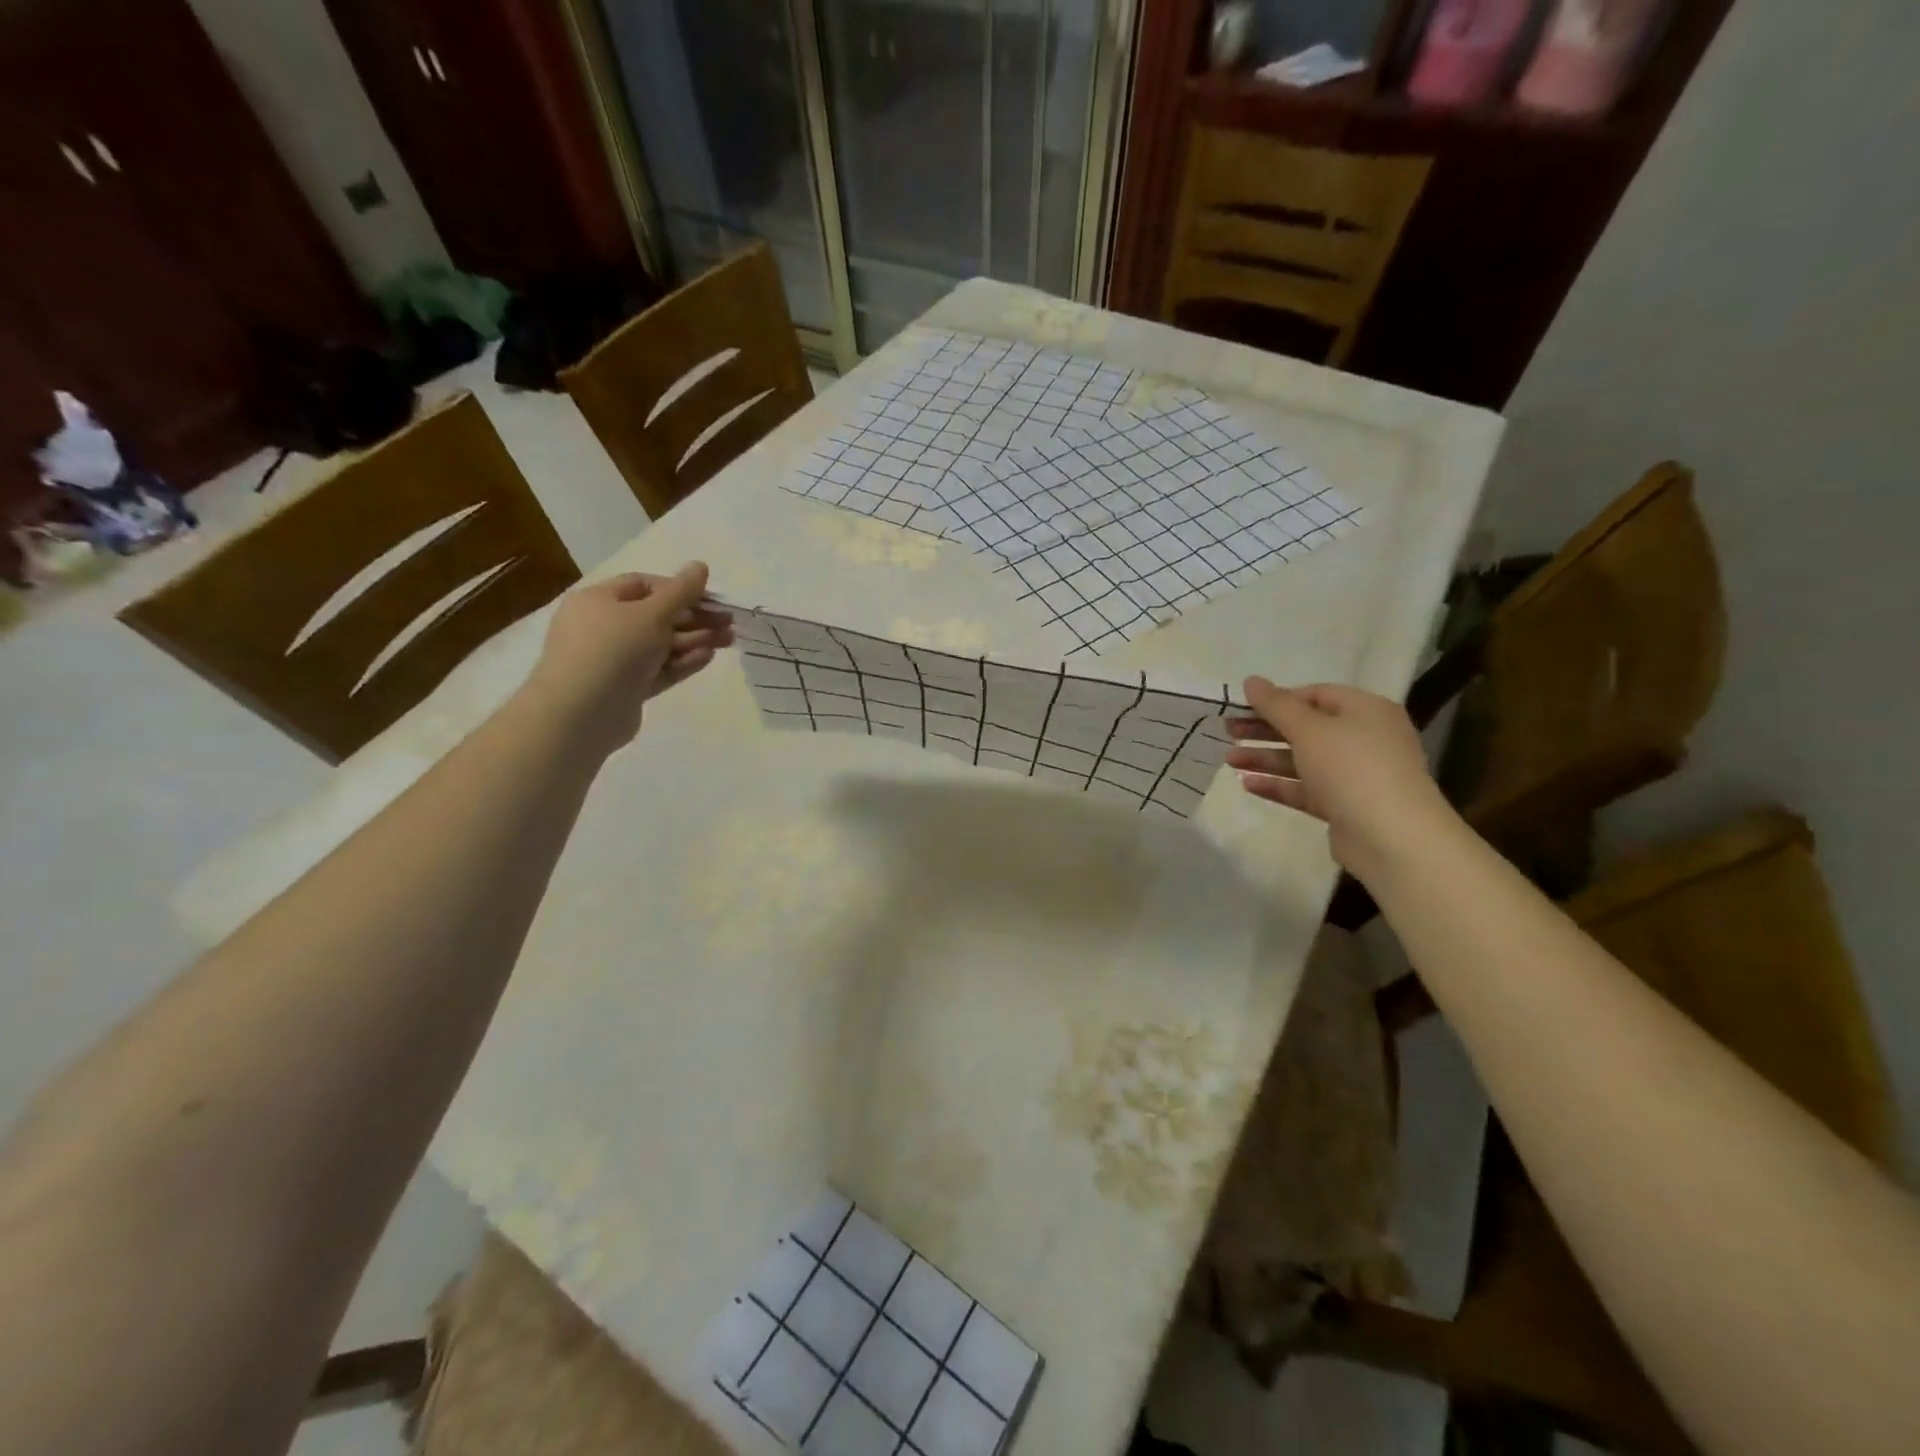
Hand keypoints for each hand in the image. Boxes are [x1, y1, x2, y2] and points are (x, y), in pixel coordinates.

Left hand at [521, 563, 733, 754]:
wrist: (581, 714)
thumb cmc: (613, 650)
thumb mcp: (652, 614)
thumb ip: (681, 591)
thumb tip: (700, 565)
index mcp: (598, 600)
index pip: (644, 585)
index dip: (679, 589)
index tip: (711, 599)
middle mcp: (603, 627)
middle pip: (656, 616)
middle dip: (695, 618)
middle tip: (728, 623)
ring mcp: (614, 660)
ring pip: (660, 645)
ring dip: (694, 640)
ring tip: (728, 641)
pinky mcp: (625, 688)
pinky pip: (657, 670)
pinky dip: (682, 662)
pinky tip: (707, 657)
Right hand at [1225, 676, 1455, 881]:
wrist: (1392, 837)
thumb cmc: (1352, 768)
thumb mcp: (1310, 729)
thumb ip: (1277, 705)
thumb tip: (1251, 680)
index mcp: (1365, 711)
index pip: (1317, 695)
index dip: (1279, 699)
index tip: (1244, 706)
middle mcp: (1364, 739)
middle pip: (1306, 728)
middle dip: (1265, 729)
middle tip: (1228, 730)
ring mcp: (1355, 775)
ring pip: (1303, 760)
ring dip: (1266, 758)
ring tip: (1229, 759)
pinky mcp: (1344, 806)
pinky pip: (1306, 789)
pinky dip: (1278, 785)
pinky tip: (1247, 784)